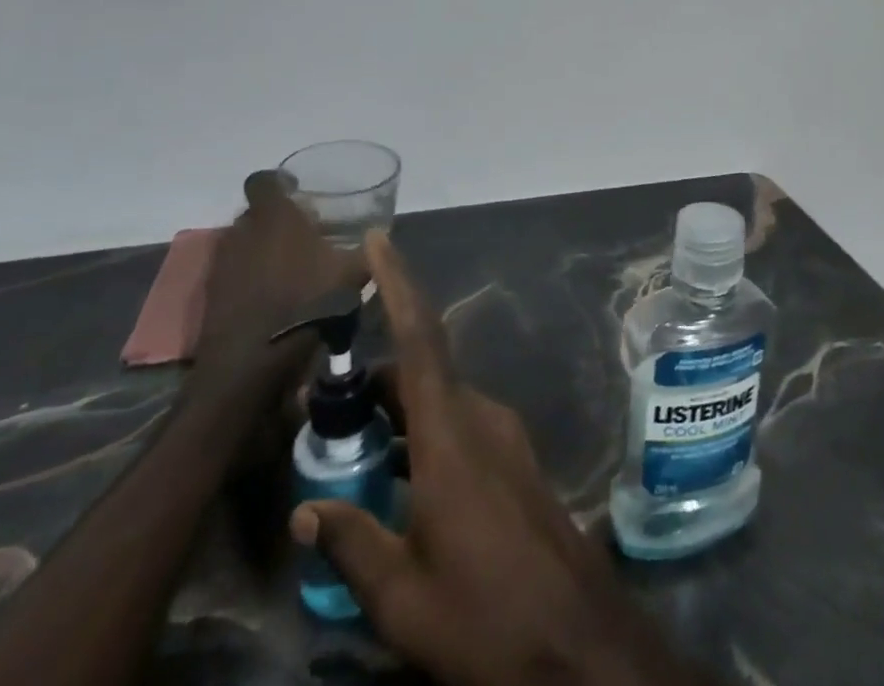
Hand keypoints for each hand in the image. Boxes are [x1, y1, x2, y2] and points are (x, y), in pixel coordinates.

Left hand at [193, 170, 366, 405]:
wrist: (251, 363)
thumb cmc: (307, 302)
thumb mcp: (352, 274)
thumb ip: (367, 251)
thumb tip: (380, 239)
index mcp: (274, 216)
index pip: (263, 180)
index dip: (278, 182)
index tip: (297, 191)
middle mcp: (242, 231)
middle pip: (253, 212)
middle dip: (274, 218)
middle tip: (301, 231)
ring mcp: (222, 264)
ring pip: (242, 243)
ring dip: (260, 248)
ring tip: (288, 265)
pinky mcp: (211, 295)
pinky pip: (232, 273)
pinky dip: (248, 277)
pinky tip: (271, 293)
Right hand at [289, 232, 714, 685]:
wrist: (577, 641)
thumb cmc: (484, 615)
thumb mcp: (402, 597)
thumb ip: (352, 544)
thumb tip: (306, 510)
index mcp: (451, 435)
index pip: (419, 339)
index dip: (399, 285)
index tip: (378, 242)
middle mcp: (480, 419)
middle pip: (422, 373)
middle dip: (375, 379)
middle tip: (324, 403)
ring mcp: (503, 438)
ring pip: (440, 402)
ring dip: (397, 411)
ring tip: (347, 441)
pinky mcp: (514, 463)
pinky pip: (458, 427)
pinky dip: (421, 434)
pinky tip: (395, 476)